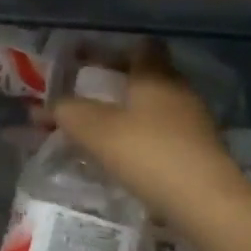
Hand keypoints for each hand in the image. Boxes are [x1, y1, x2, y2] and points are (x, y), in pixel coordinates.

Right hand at [53, 45, 248, 219]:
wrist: (206, 203)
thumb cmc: (147, 152)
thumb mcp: (94, 130)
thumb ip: (67, 112)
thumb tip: (45, 108)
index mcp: (155, 74)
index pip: (139, 46)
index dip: (112, 50)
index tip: (87, 61)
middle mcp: (179, 90)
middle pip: (147, 76)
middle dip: (117, 83)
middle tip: (86, 97)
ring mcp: (195, 121)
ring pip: (156, 106)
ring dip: (131, 113)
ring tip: (101, 129)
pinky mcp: (201, 151)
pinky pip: (165, 133)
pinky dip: (144, 138)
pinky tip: (127, 156)